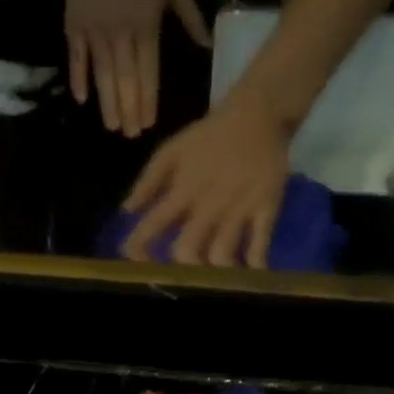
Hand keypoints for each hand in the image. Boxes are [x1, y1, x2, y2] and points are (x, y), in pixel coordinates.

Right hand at [67, 0, 209, 136]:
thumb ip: (190, 18)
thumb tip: (207, 46)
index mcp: (146, 27)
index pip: (148, 72)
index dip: (148, 99)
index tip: (149, 123)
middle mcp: (120, 34)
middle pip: (126, 80)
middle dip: (129, 110)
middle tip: (131, 135)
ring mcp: (95, 31)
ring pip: (102, 74)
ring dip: (107, 103)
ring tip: (112, 127)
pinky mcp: (74, 26)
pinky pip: (76, 58)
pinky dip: (78, 78)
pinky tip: (81, 100)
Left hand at [119, 93, 290, 266]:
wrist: (257, 113)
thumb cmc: (208, 136)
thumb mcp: (171, 150)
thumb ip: (147, 182)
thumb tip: (127, 211)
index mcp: (182, 189)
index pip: (153, 224)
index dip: (138, 246)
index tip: (135, 259)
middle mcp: (208, 204)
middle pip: (188, 249)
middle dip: (180, 268)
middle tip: (181, 275)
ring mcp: (238, 208)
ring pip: (222, 253)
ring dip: (214, 272)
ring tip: (212, 280)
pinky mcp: (266, 207)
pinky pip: (260, 243)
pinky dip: (255, 263)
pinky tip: (250, 274)